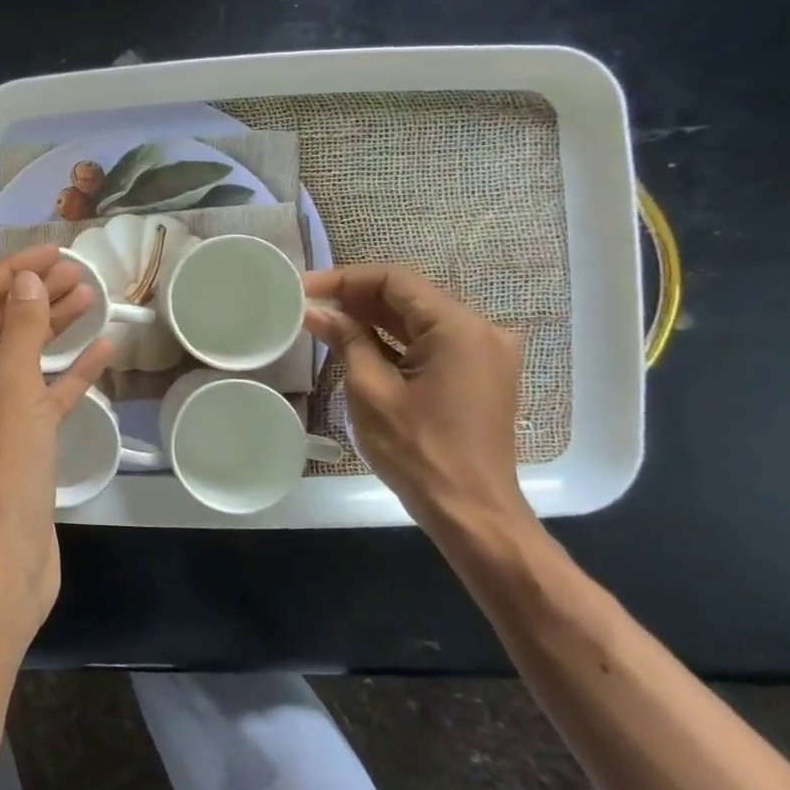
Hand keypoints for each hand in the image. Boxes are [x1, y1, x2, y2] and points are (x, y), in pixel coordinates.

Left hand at [0, 245, 114, 644]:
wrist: (0, 566)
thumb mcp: (12, 389)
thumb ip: (22, 328)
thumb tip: (26, 278)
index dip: (11, 270)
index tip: (54, 252)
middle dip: (34, 295)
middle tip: (80, 272)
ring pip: (18, 355)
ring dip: (52, 327)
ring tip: (93, 296)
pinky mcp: (11, 439)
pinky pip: (37, 393)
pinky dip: (65, 372)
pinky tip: (103, 349)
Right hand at [302, 265, 534, 544]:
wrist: (471, 512)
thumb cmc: (418, 450)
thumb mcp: (371, 390)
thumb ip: (346, 340)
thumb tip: (316, 311)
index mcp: (459, 328)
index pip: (396, 280)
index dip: (345, 278)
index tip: (305, 287)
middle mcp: (481, 331)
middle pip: (410, 296)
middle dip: (357, 297)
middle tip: (309, 303)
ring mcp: (484, 353)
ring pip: (419, 319)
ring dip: (373, 318)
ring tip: (324, 320)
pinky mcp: (478, 374)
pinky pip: (431, 342)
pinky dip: (394, 340)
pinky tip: (357, 343)